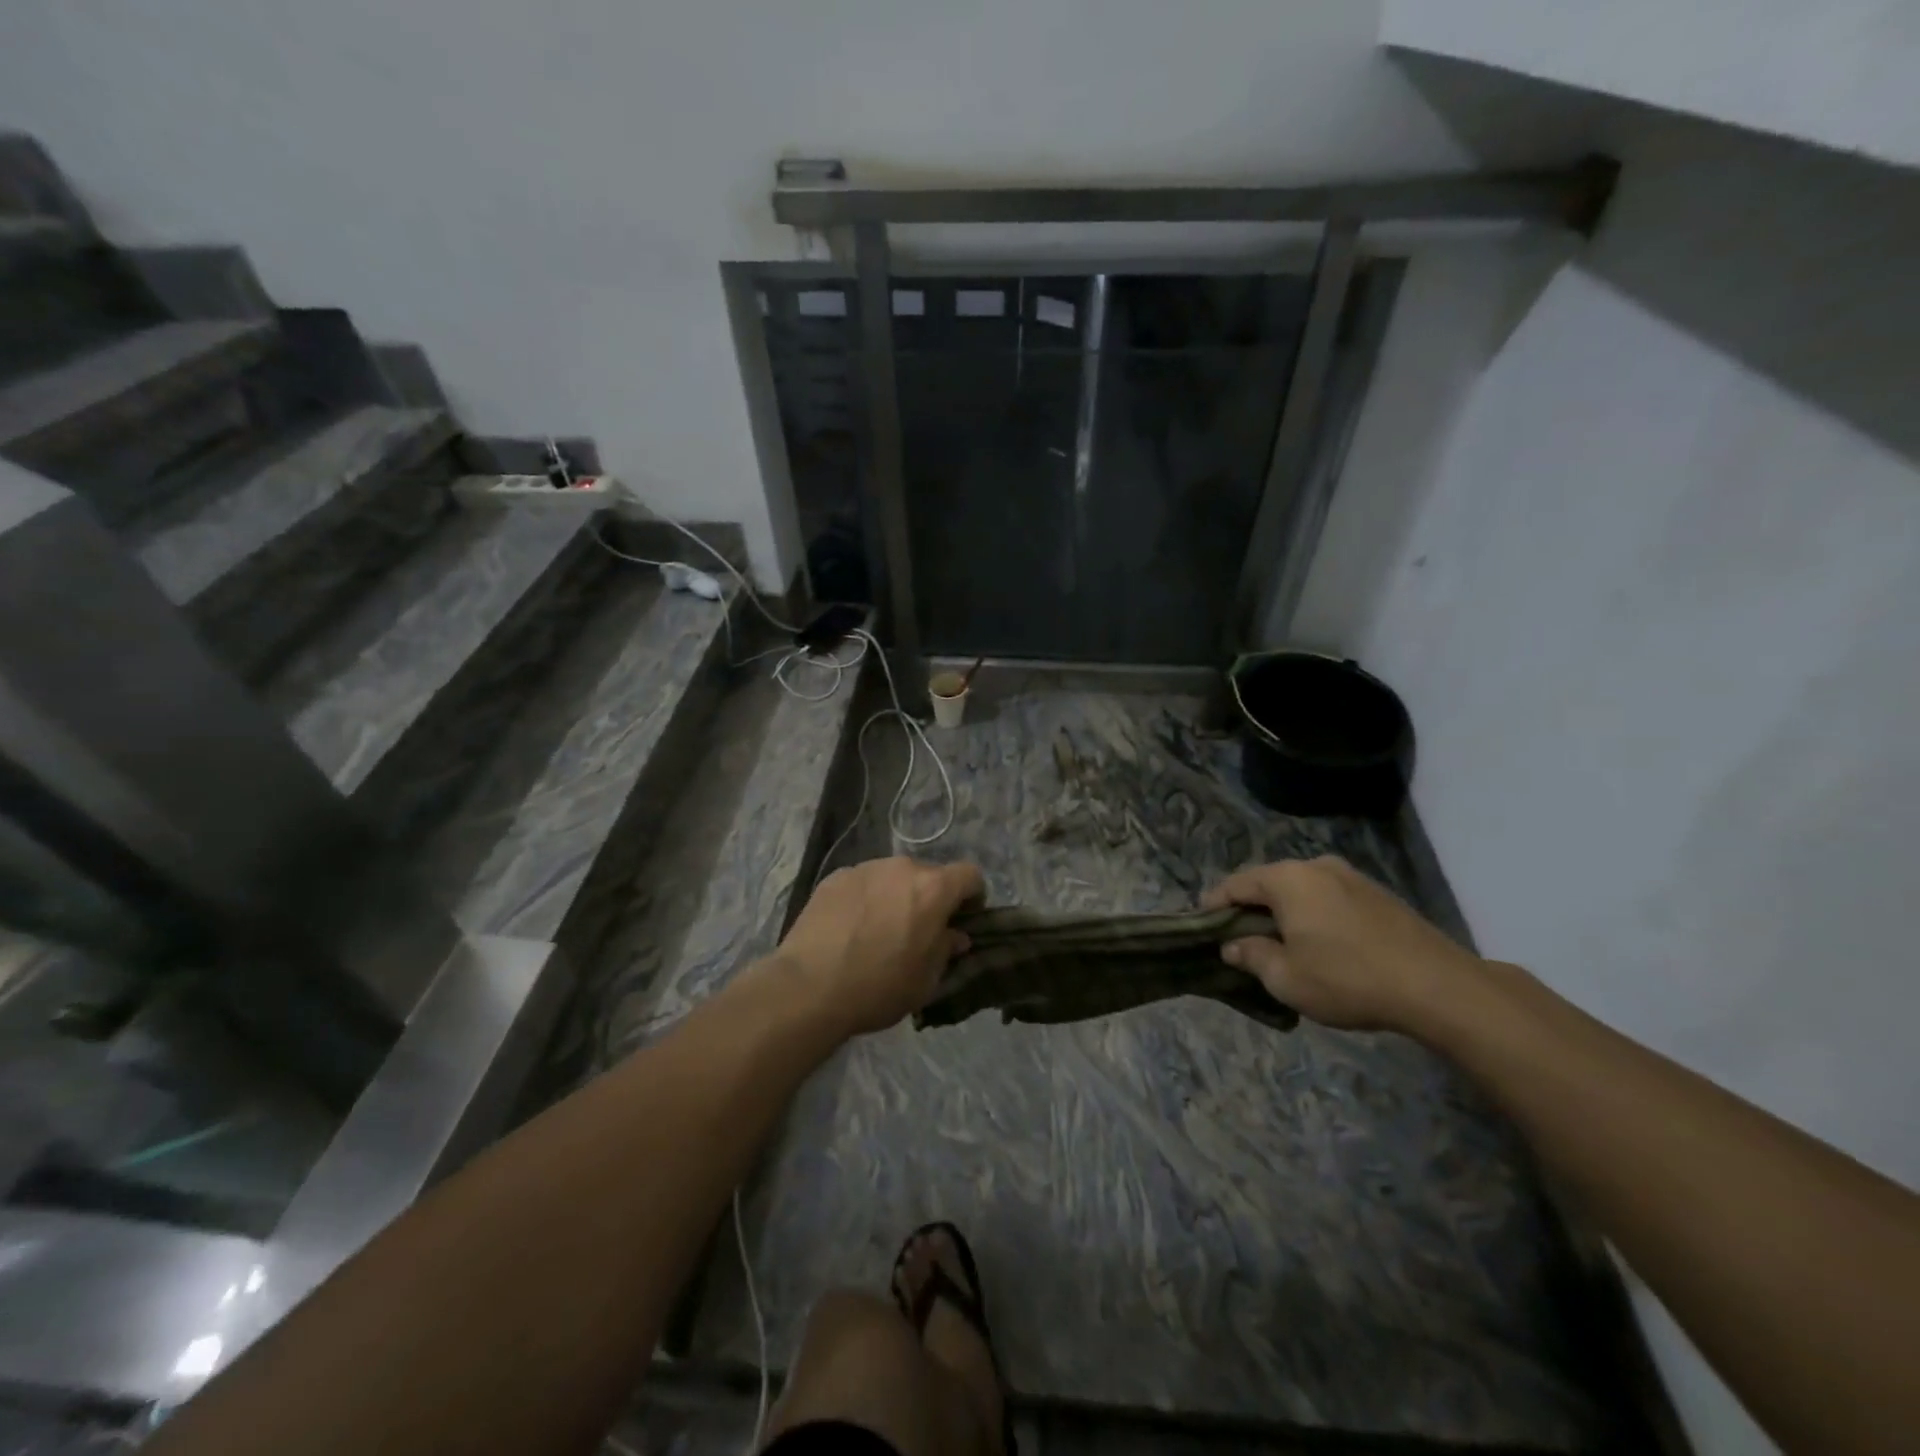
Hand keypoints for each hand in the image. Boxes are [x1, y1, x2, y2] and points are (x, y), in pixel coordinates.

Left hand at [775, 857, 984, 1035]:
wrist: (809, 987)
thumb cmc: (878, 987)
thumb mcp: (925, 981)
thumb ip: (946, 950)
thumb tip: (954, 936)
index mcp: (933, 889)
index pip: (970, 875)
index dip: (973, 897)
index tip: (962, 921)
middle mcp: (902, 868)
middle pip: (929, 874)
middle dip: (931, 898)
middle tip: (919, 930)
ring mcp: (865, 869)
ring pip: (894, 877)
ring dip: (897, 896)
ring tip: (880, 929)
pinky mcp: (835, 877)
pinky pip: (864, 883)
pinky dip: (866, 898)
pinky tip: (851, 928)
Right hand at [1202, 856, 1479, 1032]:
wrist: (1437, 987)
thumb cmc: (1348, 979)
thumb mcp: (1287, 978)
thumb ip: (1252, 956)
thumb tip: (1232, 946)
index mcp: (1287, 879)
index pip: (1235, 885)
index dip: (1214, 905)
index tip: (1200, 924)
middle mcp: (1316, 866)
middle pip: (1268, 883)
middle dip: (1250, 909)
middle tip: (1238, 938)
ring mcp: (1351, 877)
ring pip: (1301, 890)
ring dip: (1284, 912)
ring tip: (1279, 943)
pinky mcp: (1378, 894)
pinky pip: (1329, 898)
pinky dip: (1314, 915)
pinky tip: (1320, 944)